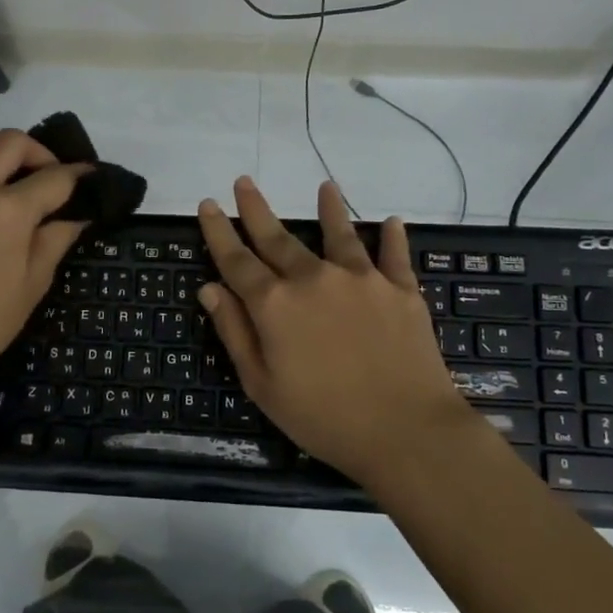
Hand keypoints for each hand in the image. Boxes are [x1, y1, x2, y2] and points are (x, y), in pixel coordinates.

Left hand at [0, 129, 88, 399]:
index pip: (54, 177)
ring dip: (0, 154)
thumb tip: (76, 215)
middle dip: (40, 153)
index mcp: (7, 211)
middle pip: (11, 142)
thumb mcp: (33, 284)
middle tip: (54, 181)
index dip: (79, 176)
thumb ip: (56, 239)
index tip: (94, 179)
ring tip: (16, 185)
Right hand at [197, 176, 485, 487]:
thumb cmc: (323, 417)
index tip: (207, 205)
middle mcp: (313, 279)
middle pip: (277, 238)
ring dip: (329, 209)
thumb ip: (235, 332)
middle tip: (244, 182)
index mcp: (275, 304)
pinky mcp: (400, 290)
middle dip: (256, 209)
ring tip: (326, 186)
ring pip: (339, 234)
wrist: (405, 430)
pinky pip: (394, 255)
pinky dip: (392, 237)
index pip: (236, 260)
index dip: (218, 231)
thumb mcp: (262, 385)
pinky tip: (392, 221)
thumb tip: (209, 288)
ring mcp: (360, 280)